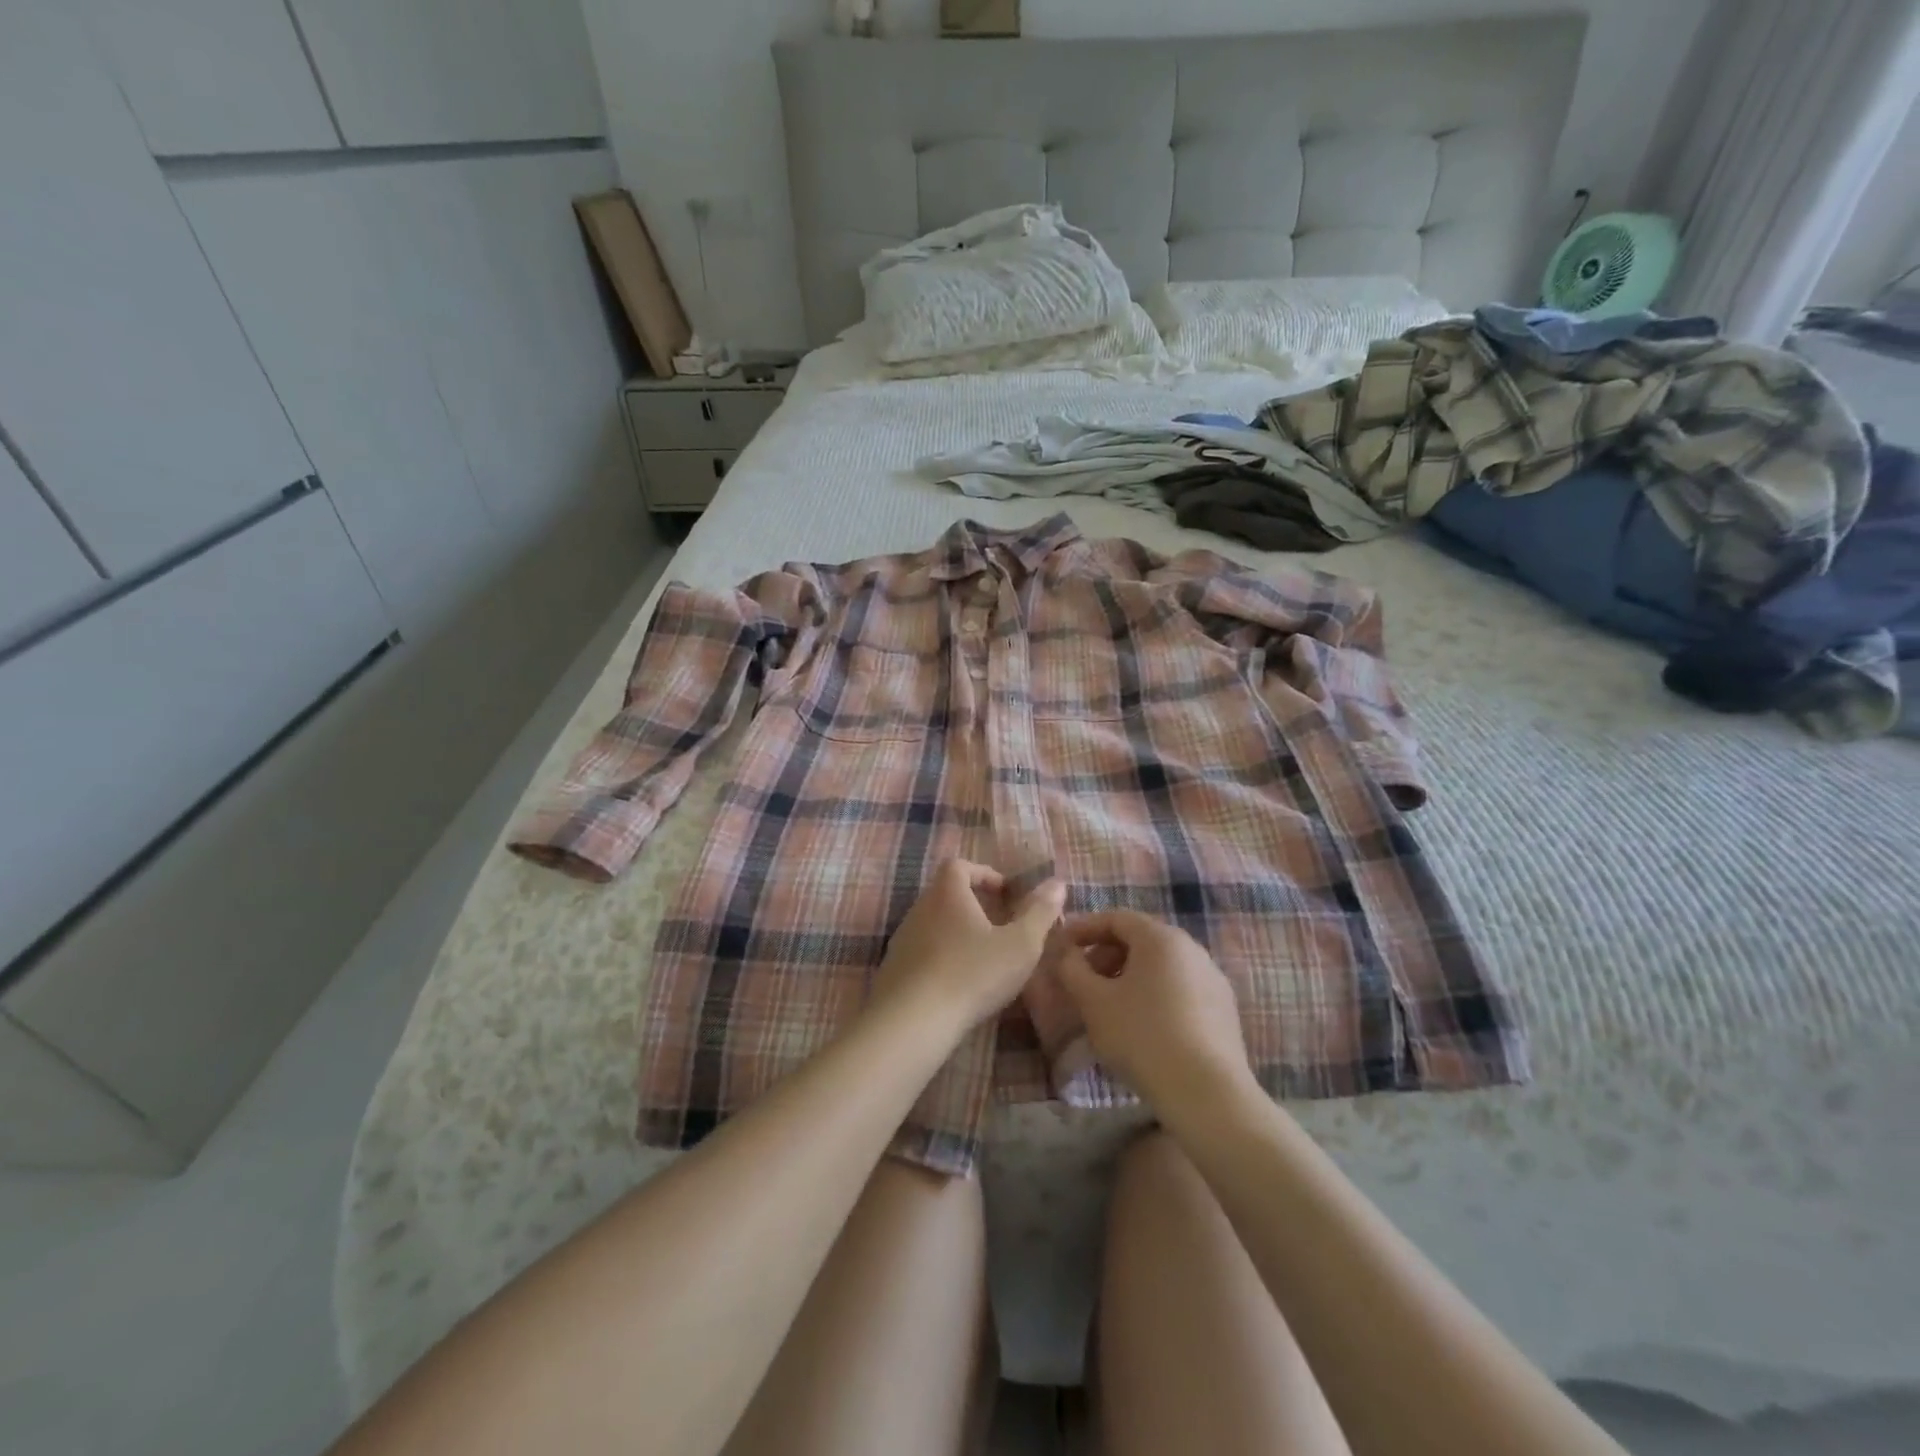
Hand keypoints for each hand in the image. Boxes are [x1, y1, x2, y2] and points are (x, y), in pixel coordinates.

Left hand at [871, 860, 1064, 1042]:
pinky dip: (942, 957)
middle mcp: (920, 908)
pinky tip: (959, 983)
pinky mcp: (894, 968)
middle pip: (946, 893)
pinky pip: (922, 951)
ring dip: (957, 932)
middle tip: (1000, 926)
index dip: (984, 873)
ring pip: (934, 923)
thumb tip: (1057, 883)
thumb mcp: (1020, 944)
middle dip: (974, 904)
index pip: (960, 866)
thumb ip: (1040, 912)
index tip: (1005, 893)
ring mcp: (902, 938)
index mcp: (947, 893)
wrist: (913, 1020)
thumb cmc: (972, 973)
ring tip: (983, 956)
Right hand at [1056, 911, 1256, 1116]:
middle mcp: (1192, 948)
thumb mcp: (1093, 1002)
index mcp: (1160, 937)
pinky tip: (1142, 1026)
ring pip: (1161, 966)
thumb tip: (1068, 954)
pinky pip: (1180, 989)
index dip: (1084, 928)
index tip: (1061, 946)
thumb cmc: (1142, 1036)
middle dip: (1105, 955)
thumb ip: (1073, 969)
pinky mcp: (1224, 1010)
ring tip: (1108, 1006)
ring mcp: (1212, 979)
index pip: (1116, 918)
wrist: (1207, 1093)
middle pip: (1140, 940)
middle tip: (1082, 980)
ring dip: (1129, 977)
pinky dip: (1154, 995)